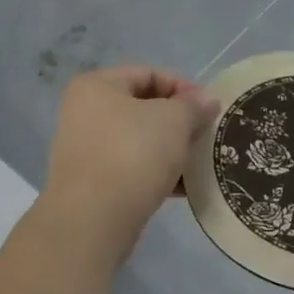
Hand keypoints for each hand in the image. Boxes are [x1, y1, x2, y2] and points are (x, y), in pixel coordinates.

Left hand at [40, 66, 218, 265]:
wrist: (92, 219)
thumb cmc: (132, 155)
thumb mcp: (172, 121)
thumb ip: (193, 106)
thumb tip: (206, 100)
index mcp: (95, 86)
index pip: (148, 74)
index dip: (183, 88)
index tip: (210, 111)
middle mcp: (83, 112)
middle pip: (142, 108)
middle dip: (178, 123)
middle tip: (206, 139)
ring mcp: (84, 149)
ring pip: (138, 141)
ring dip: (170, 151)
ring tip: (199, 165)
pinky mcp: (91, 182)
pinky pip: (130, 168)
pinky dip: (155, 174)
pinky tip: (182, 189)